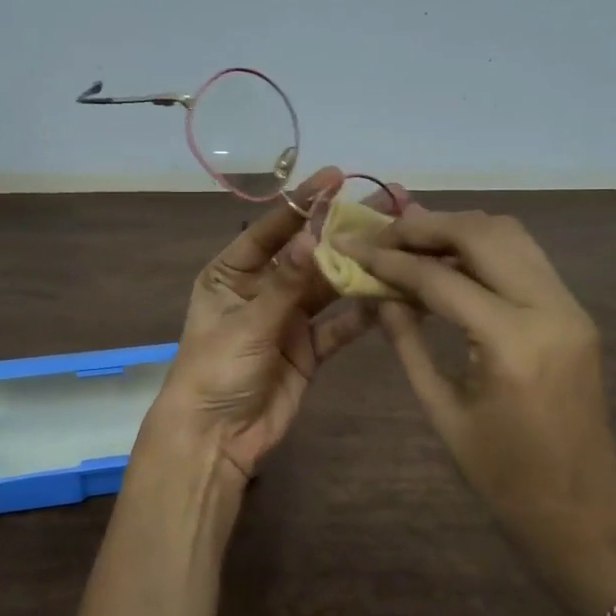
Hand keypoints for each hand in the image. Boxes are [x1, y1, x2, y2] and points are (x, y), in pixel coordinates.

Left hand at [146, 168, 396, 484]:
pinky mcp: (309, 349)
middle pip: (308, 254)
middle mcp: (262, 289)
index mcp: (232, 274)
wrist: (215, 439)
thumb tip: (314, 237)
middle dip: (343, 231)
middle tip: (387, 203)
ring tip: (400, 242)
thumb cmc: (215, 371)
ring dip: (360, 268)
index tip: (336, 177)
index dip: (302, 203)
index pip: (270, 229)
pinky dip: (363, 311)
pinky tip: (395, 294)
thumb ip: (285, 284)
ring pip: (329, 286)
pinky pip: (339, 324)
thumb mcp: (247, 324)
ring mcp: (288, 319)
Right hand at [339, 208, 615, 615]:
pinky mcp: (576, 312)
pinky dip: (484, 248)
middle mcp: (550, 309)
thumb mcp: (441, 410)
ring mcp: (571, 307)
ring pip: (511, 235)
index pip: (441, 279)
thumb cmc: (501, 475)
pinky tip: (450, 262)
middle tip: (382, 234)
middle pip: (482, 235)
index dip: (391, 260)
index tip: (353, 247)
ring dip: (458, 229)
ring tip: (412, 240)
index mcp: (512, 343)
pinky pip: (527, 258)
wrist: (578, 508)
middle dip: (426, 226)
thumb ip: (407, 342)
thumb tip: (378, 293)